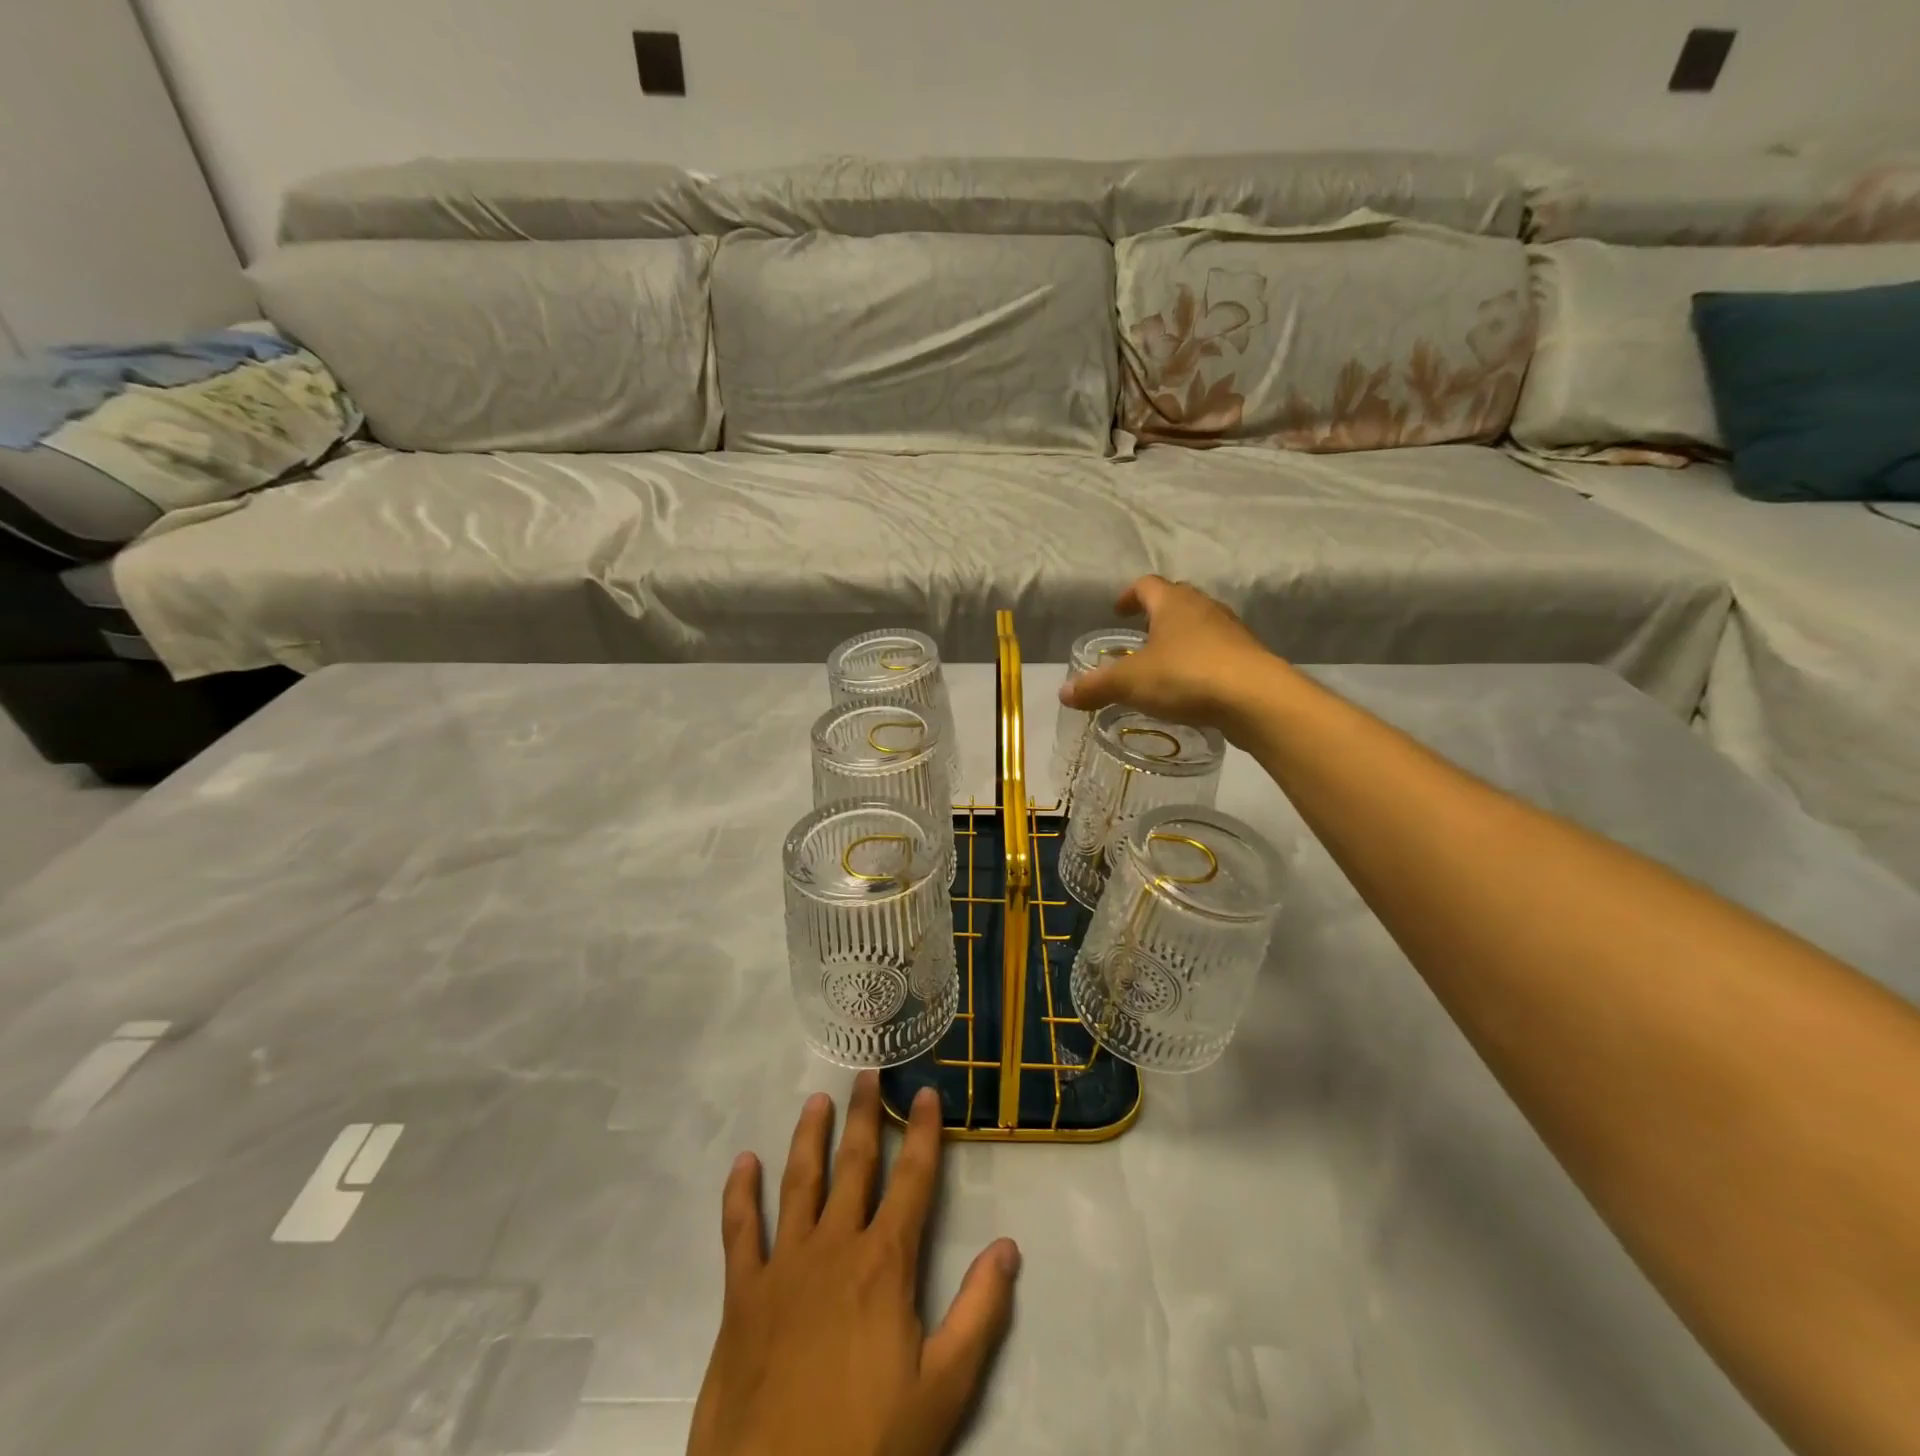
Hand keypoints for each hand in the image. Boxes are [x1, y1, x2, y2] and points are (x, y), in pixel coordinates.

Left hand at [687, 1074, 1020, 1455]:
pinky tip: (743, 1162)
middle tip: (867, 1072)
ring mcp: (784, 1265)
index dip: (923, 1132)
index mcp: (885, 1262)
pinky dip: (739, 1193)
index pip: (913, 1179)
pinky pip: (739, 1230)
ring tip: (816, 1101)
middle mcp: (835, 1245)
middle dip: (864, 1114)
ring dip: (809, 1136)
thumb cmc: (868, 1446)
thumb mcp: (944, 1390)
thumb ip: (980, 1313)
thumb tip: (1009, 1246)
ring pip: (799, 1181)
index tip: (926, 1091)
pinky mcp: (742, 1294)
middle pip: (855, 1164)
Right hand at [1060, 576, 1280, 740]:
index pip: (1147, 585)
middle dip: (1156, 615)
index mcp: (1173, 603)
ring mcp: (1231, 631)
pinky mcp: (1248, 657)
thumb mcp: (1130, 683)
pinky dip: (1200, 662)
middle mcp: (1204, 608)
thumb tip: (1064, 693)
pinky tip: (1190, 687)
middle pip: (1176, 601)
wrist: (1256, 699)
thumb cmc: (1186, 676)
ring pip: (1200, 626)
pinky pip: (1217, 652)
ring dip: (1181, 639)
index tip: (1118, 612)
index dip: (1129, 596)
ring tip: (1163, 665)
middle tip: (1139, 637)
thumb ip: (1096, 686)